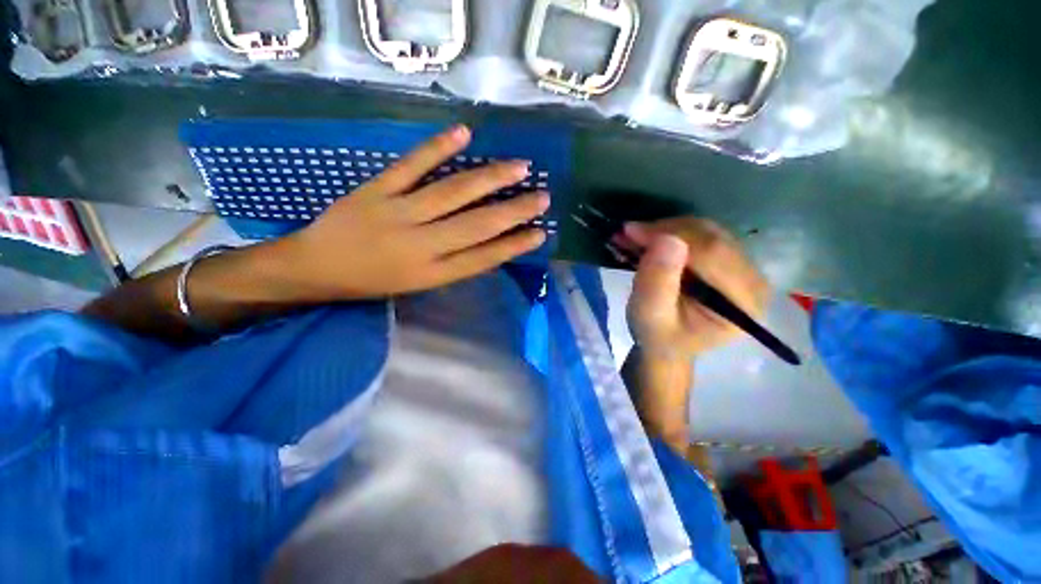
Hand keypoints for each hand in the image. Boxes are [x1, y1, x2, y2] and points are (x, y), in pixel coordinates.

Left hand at [272, 125, 548, 300]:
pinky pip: (411, 165)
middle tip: (543, 197)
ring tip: (519, 166)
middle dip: (515, 211)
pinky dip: (438, 147)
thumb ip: (454, 264)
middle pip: (477, 225)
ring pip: (453, 192)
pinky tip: (464, 133)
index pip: (484, 258)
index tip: (540, 233)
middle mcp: (421, 245)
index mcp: (432, 273)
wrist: (317, 267)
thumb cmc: (375, 281)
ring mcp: (398, 213)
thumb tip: (491, 243)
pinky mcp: (376, 189)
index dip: (515, 245)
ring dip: (490, 178)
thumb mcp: (419, 284)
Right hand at [622, 217, 769, 359]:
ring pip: (706, 231)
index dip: (670, 235)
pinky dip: (671, 233)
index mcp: (743, 301)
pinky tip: (649, 240)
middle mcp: (754, 280)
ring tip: (635, 237)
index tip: (631, 232)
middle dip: (665, 230)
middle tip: (628, 232)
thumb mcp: (649, 315)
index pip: (711, 253)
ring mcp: (745, 268)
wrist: (666, 346)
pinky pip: (702, 235)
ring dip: (666, 229)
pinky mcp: (730, 261)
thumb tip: (667, 239)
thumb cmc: (658, 336)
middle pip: (711, 238)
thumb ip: (657, 282)